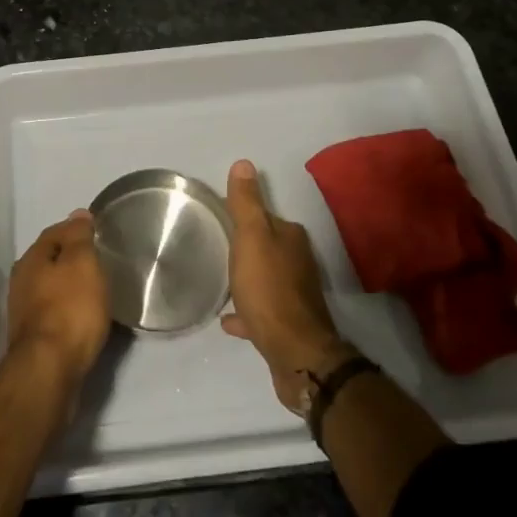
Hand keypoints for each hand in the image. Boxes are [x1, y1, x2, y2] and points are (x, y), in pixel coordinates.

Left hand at [7, 210, 110, 389]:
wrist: (49, 372)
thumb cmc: (70, 309)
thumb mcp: (82, 263)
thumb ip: (79, 236)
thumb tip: (78, 214)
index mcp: (31, 259)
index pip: (55, 233)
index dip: (76, 230)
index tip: (98, 233)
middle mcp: (21, 282)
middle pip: (50, 260)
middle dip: (71, 258)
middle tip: (99, 261)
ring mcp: (24, 313)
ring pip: (50, 288)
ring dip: (70, 286)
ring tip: (96, 289)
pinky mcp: (33, 340)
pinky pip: (54, 313)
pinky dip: (69, 310)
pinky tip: (84, 317)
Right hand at [221, 160, 352, 412]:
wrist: (296, 354)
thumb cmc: (269, 289)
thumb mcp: (251, 238)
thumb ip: (246, 203)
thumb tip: (244, 163)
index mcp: (291, 238)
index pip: (266, 219)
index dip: (245, 218)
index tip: (222, 221)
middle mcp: (299, 263)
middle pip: (268, 248)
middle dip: (248, 247)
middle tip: (218, 249)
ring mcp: (295, 296)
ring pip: (267, 279)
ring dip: (248, 278)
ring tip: (222, 281)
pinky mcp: (289, 326)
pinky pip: (263, 311)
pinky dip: (248, 311)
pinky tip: (229, 319)